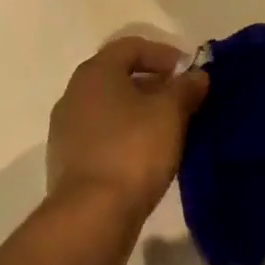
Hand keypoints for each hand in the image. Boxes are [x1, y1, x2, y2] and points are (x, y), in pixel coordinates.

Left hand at [47, 37, 208, 230]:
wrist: (90, 218)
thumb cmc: (133, 150)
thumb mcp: (170, 113)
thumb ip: (186, 88)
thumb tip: (197, 75)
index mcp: (95, 72)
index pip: (131, 47)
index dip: (163, 54)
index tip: (188, 73)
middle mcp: (74, 93)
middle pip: (118, 76)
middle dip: (153, 84)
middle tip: (182, 100)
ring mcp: (66, 130)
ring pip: (110, 108)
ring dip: (139, 112)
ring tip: (169, 130)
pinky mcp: (67, 163)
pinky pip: (101, 136)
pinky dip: (125, 136)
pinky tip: (147, 156)